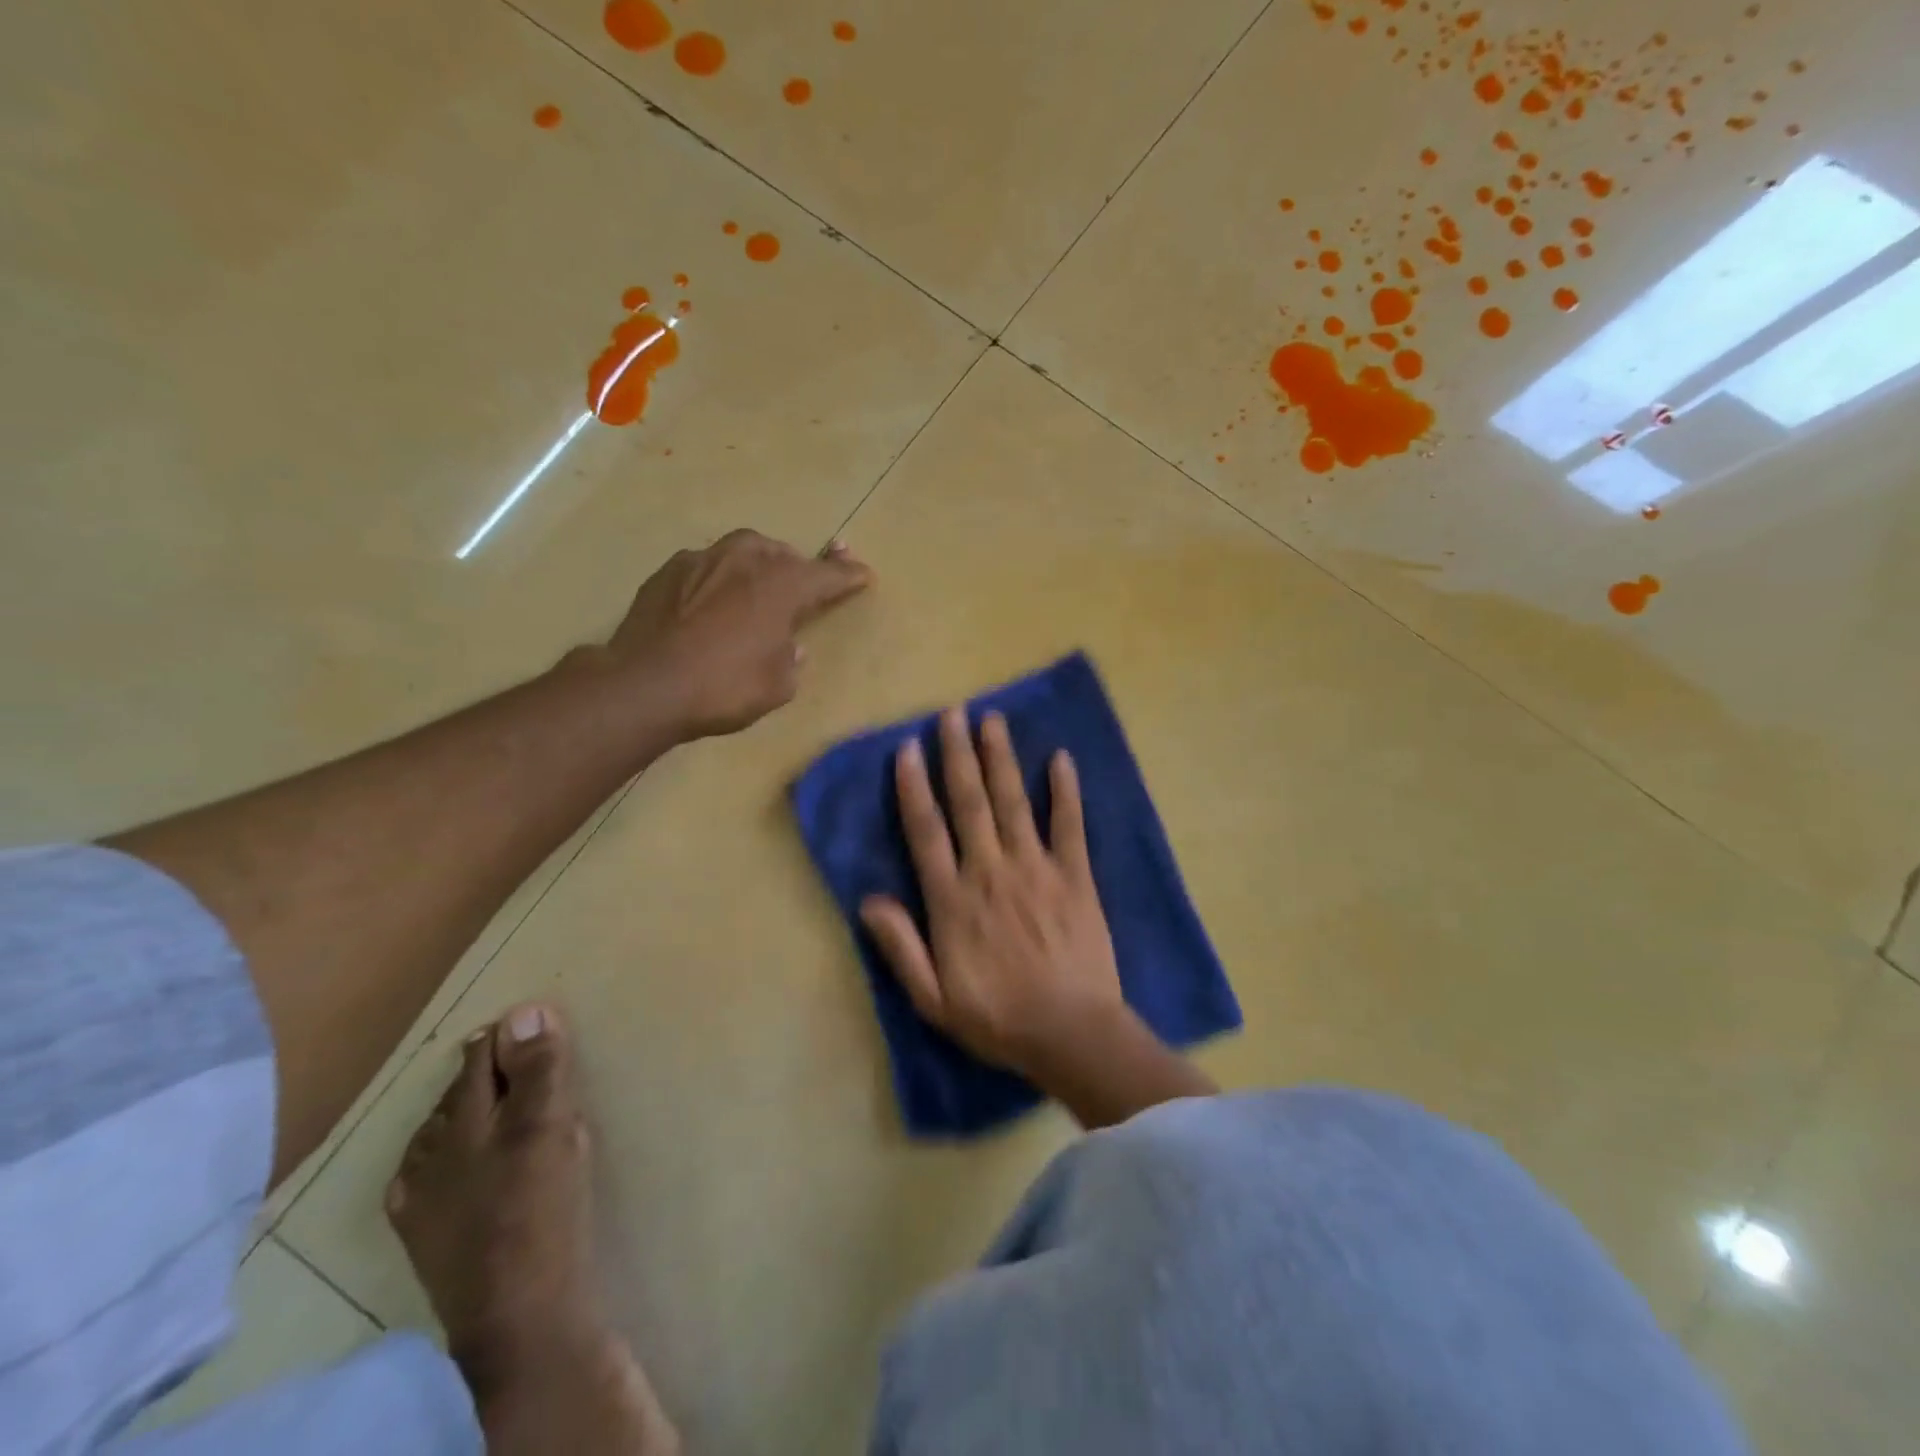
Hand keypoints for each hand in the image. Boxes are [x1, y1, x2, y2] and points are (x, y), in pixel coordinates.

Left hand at [607, 529, 870, 738]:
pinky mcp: (666, 572)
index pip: (826, 575)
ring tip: (756, 587)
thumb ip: (790, 660)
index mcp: (782, 585)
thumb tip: (788, 646)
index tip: (863, 574)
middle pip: (782, 553)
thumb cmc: (724, 687)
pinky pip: (705, 567)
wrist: (645, 685)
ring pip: (741, 551)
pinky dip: (717, 579)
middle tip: (804, 584)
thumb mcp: (777, 686)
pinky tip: (711, 602)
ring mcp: (701, 561)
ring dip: (757, 565)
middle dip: (798, 567)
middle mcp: (745, 561)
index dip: (847, 576)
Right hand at [859, 707, 1129, 1080]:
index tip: (907, 748)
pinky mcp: (1075, 875)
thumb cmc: (997, 1018)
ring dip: (1001, 758)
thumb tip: (868, 900)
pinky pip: (1069, 825)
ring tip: (992, 719)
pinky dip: (1065, 790)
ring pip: (1013, 801)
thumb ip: (900, 946)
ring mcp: (1036, 868)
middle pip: (969, 802)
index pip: (926, 831)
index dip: (913, 786)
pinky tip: (1061, 758)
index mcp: (953, 899)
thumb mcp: (933, 998)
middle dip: (957, 754)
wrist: (1072, 1033)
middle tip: (952, 713)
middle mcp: (990, 871)